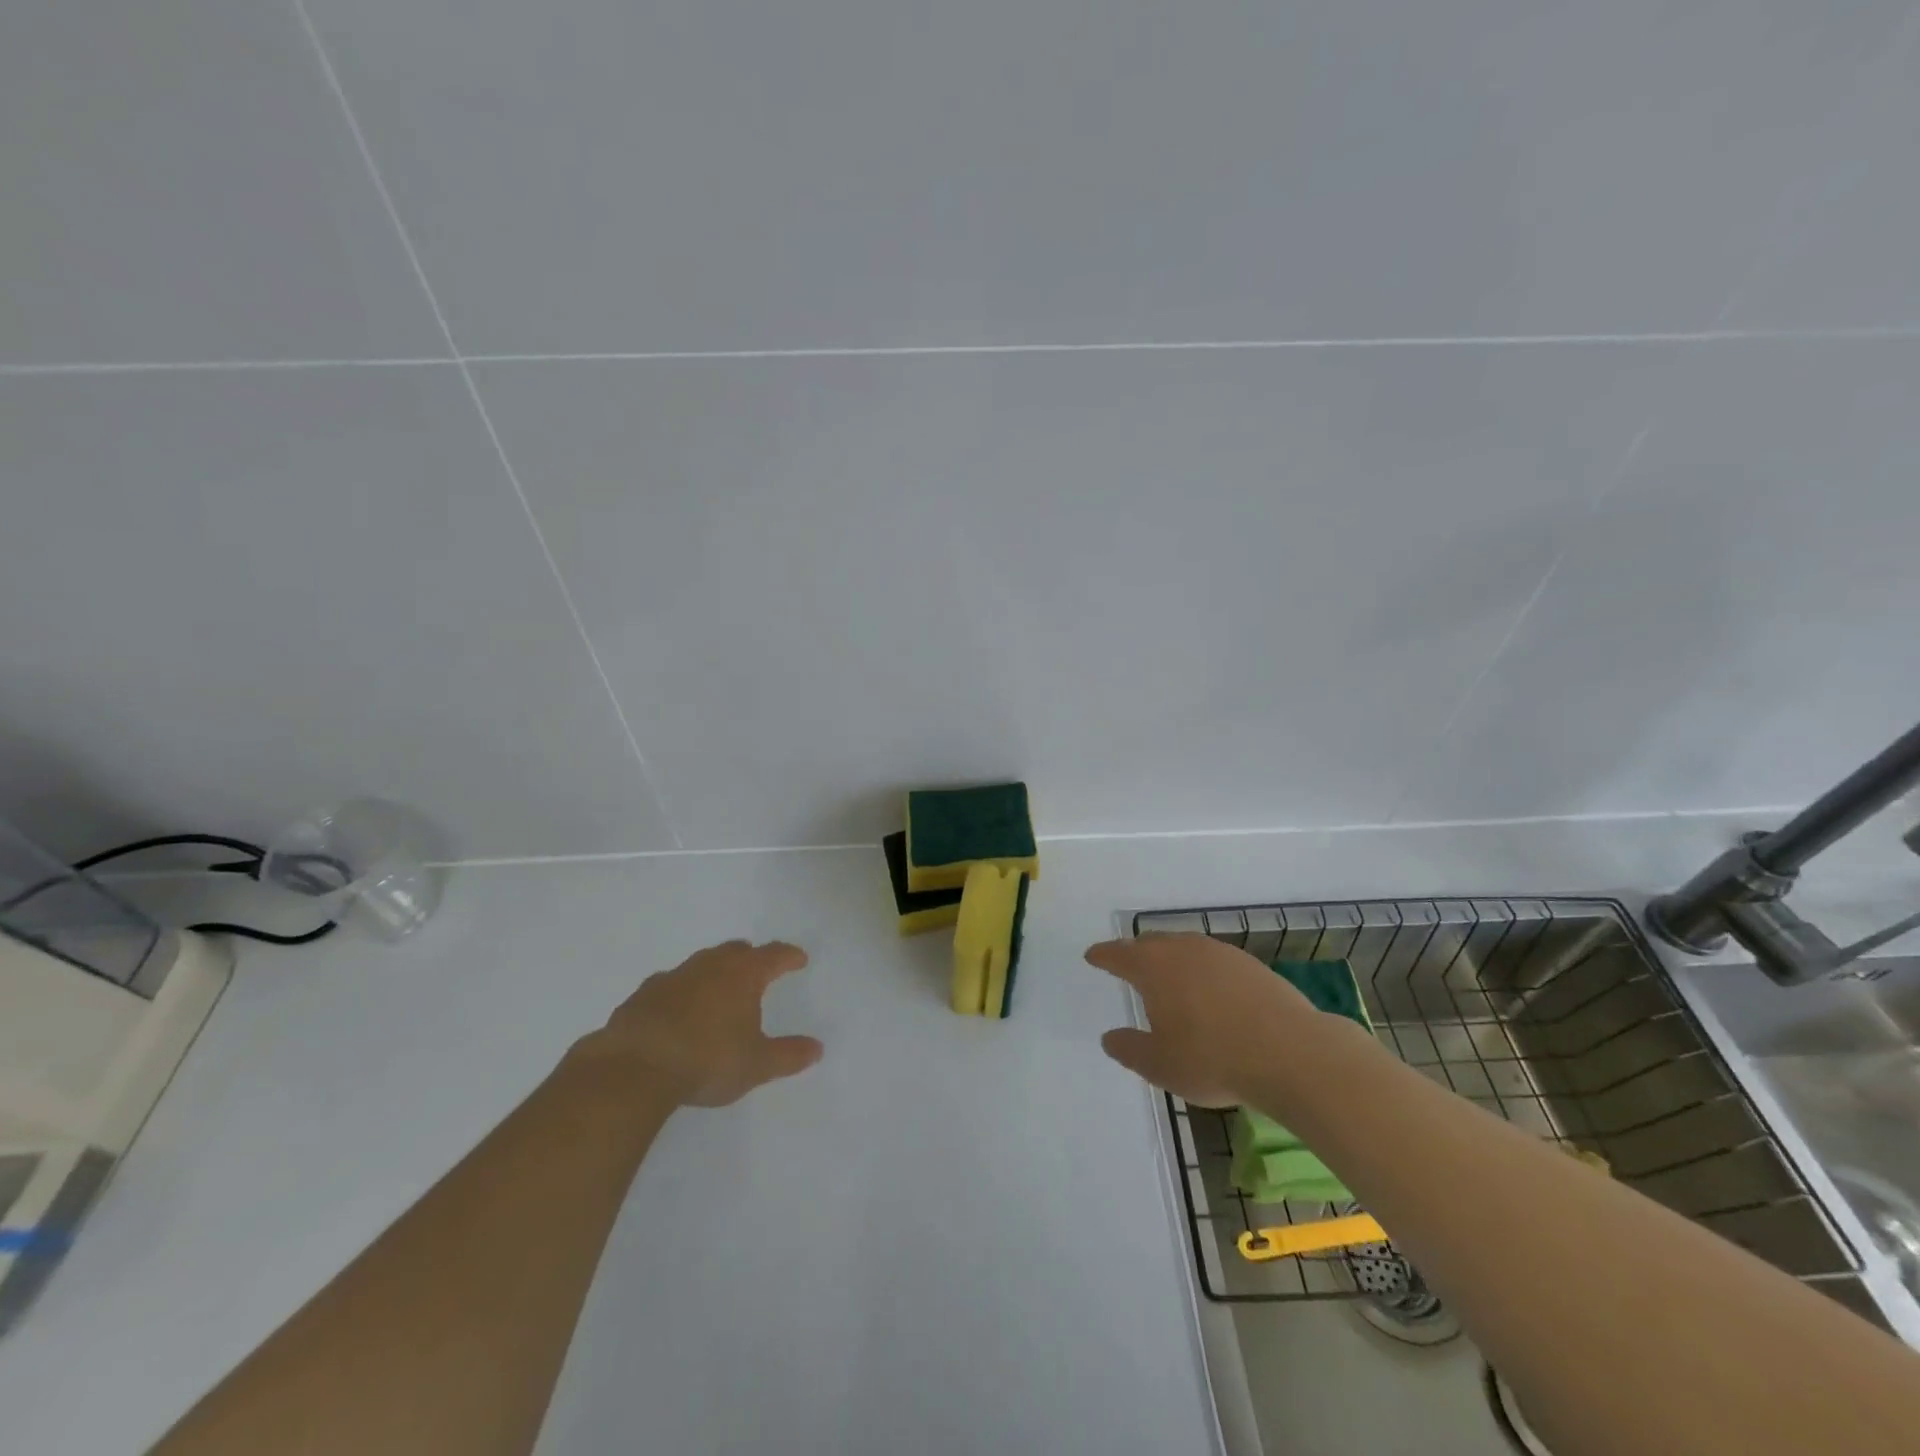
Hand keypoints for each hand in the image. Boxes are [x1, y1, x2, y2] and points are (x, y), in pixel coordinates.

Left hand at [575, 940, 823, 1107]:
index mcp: (742, 975)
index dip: (789, 956)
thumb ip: (788, 1055)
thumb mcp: (756, 1064)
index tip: (799, 959)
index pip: (773, 955)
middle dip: (750, 957)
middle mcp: (709, 966)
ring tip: (718, 990)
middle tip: (758, 968)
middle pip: (734, 951)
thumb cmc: (707, 1061)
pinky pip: (669, 987)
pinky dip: (680, 993)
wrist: (633, 1068)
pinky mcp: (641, 997)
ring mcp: (672, 978)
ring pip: (700, 965)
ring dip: (713, 972)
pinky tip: (676, 1012)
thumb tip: (817, 1048)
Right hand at [1087, 934, 1336, 1106]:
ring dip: (1171, 959)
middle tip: (1128, 965)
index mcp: (1153, 967)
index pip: (1118, 954)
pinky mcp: (1251, 965)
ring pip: (1185, 947)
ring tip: (1170, 978)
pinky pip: (1213, 960)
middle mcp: (1183, 949)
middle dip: (1136, 952)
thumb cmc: (1213, 1059)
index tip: (1092, 956)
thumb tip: (1110, 1037)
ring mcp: (1220, 953)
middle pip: (1152, 943)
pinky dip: (1202, 970)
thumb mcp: (1159, 1065)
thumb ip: (1130, 1049)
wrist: (1291, 1053)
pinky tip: (1210, 992)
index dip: (1103, 956)